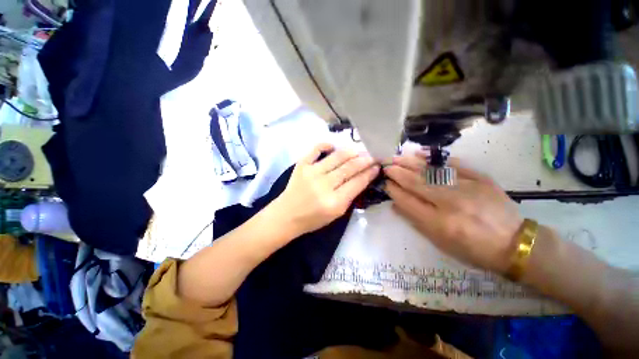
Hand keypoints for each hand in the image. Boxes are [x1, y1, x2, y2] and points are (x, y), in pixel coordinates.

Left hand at [275, 143, 379, 235]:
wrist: (287, 214)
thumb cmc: (313, 219)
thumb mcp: (337, 214)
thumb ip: (350, 196)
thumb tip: (363, 177)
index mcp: (334, 202)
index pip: (357, 182)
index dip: (369, 173)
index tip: (377, 166)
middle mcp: (324, 185)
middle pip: (349, 168)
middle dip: (365, 160)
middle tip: (373, 156)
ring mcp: (311, 172)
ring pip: (337, 157)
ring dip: (351, 152)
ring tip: (359, 150)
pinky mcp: (301, 165)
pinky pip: (316, 149)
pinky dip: (326, 145)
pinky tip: (334, 146)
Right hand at [383, 153, 522, 273]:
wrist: (514, 243)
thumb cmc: (472, 249)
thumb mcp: (440, 242)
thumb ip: (415, 221)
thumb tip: (395, 204)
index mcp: (439, 223)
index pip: (407, 201)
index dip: (393, 190)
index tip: (385, 183)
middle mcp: (450, 203)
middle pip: (416, 183)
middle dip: (397, 173)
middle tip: (386, 166)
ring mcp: (467, 188)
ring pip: (430, 171)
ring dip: (409, 163)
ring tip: (396, 158)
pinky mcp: (480, 179)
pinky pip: (453, 164)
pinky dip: (435, 159)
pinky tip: (420, 154)